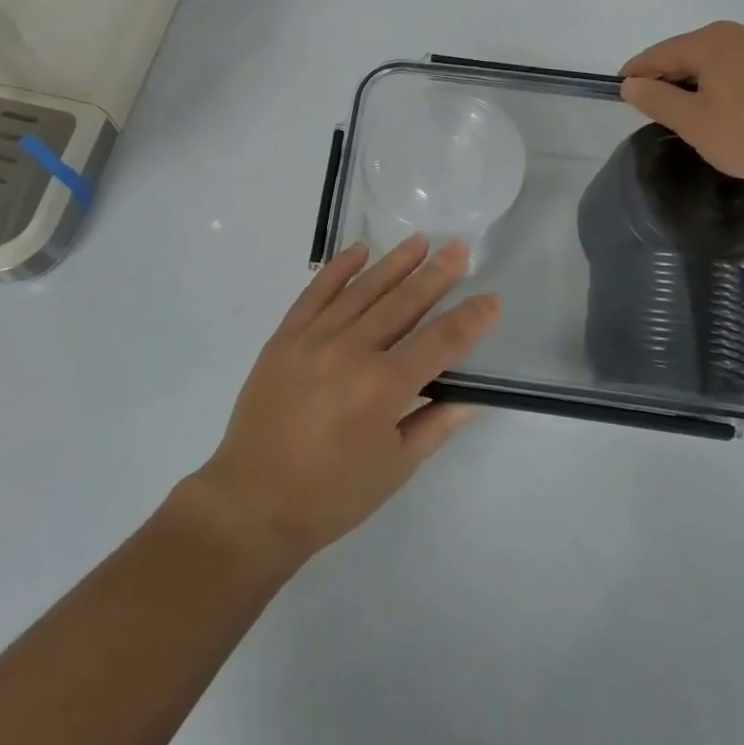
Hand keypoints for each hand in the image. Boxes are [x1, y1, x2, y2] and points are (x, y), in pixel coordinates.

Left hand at [184, 237, 499, 575]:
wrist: (252, 502)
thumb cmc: (332, 495)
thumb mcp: (394, 467)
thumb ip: (435, 424)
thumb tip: (471, 396)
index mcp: (384, 386)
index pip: (440, 341)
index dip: (470, 319)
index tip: (491, 297)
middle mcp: (352, 350)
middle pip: (403, 303)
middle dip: (436, 274)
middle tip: (458, 248)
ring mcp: (314, 338)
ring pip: (363, 289)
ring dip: (394, 263)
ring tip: (420, 241)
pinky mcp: (285, 336)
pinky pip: (316, 292)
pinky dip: (338, 268)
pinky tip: (358, 250)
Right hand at [618, 21, 743, 182]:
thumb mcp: (694, 123)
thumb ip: (656, 100)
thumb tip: (631, 84)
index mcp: (710, 42)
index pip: (659, 53)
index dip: (636, 71)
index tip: (621, 88)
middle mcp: (739, 33)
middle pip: (690, 51)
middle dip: (668, 75)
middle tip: (654, 103)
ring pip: (720, 59)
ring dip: (700, 79)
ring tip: (692, 109)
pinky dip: (728, 82)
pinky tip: (732, 107)